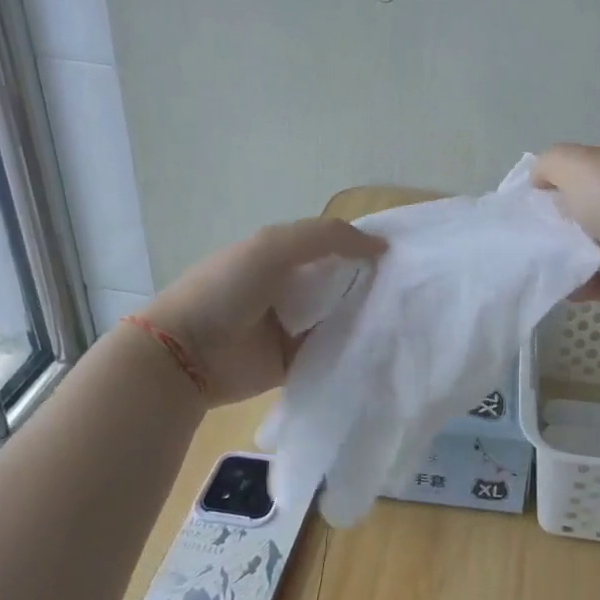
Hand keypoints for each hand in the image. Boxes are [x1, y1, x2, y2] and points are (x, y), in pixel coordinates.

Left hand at [134, 218, 385, 405]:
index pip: (333, 246)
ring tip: (408, 318)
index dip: (364, 247)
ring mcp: (293, 327)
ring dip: (366, 317)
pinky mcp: (296, 362)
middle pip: (341, 283)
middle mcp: (291, 289)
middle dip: (372, 284)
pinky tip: (384, 347)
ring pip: (341, 318)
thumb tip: (381, 246)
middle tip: (413, 290)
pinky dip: (352, 350)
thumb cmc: (225, 289)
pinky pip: (332, 353)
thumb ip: (326, 237)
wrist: (185, 354)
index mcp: (282, 256)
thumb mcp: (272, 246)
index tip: (404, 255)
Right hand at [532, 139, 599, 315]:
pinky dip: (582, 283)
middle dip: (559, 219)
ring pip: (590, 243)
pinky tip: (566, 287)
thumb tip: (539, 180)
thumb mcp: (578, 164)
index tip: (534, 198)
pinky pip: (599, 278)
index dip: (558, 177)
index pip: (586, 161)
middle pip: (585, 204)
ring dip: (567, 255)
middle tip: (536, 233)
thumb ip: (550, 164)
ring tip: (546, 263)